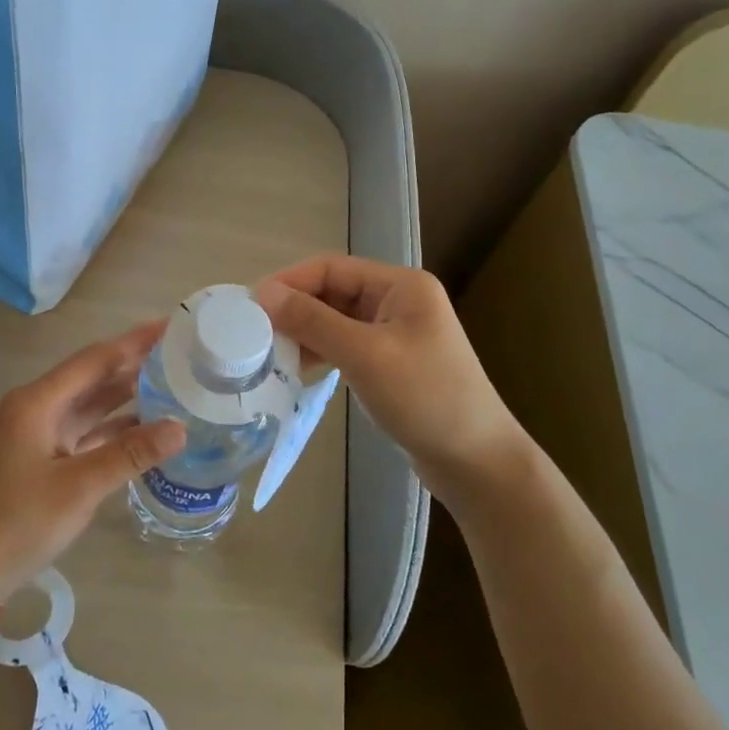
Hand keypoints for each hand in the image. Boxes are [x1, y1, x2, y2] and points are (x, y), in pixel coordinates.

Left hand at [0, 322, 185, 600]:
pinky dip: (117, 429)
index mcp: (39, 402)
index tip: (170, 325)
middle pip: (94, 377)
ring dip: (129, 396)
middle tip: (181, 353)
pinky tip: (149, 429)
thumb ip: (130, 454)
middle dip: (135, 364)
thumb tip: (181, 427)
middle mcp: (39, 408)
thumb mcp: (79, 487)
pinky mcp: (46, 459)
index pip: (95, 359)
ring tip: (174, 383)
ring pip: (92, 406)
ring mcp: (41, 435)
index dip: (134, 342)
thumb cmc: (19, 522)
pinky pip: (88, 432)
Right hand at [257, 256, 531, 517]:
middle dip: (294, 309)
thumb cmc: (426, 399)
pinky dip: (320, 352)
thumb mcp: (365, 355)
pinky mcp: (390, 362)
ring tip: (270, 354)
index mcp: (401, 286)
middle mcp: (398, 301)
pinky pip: (345, 345)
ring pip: (335, 320)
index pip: (331, 268)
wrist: (477, 461)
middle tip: (254, 333)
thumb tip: (264, 293)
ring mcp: (395, 333)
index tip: (251, 306)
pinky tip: (298, 368)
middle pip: (332, 292)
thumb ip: (313, 321)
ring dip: (304, 332)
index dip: (289, 282)